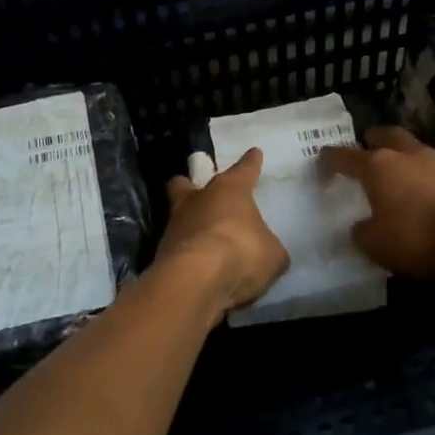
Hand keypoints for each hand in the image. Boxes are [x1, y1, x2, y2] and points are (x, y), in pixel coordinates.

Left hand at [155, 149, 289, 314]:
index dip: (251, 163)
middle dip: (190, 186)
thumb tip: (266, 250)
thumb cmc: (241, 253)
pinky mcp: (162, 253)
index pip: (244, 170)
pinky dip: (187, 255)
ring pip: (179, 216)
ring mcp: (175, 225)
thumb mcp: (272, 254)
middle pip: (186, 185)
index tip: (254, 153)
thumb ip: (268, 247)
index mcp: (230, 189)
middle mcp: (198, 200)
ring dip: (190, 225)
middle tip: (199, 192)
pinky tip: (199, 268)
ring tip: (205, 241)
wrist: (196, 281)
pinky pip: (178, 248)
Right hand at [319, 127, 434, 278]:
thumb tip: (360, 227)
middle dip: (372, 140)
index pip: (344, 156)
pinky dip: (422, 175)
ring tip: (396, 171)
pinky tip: (422, 191)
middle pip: (384, 135)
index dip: (329, 159)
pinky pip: (431, 168)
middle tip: (365, 149)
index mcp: (376, 166)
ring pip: (411, 148)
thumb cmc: (418, 234)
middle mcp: (404, 155)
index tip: (320, 161)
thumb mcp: (378, 245)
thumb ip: (362, 234)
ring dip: (401, 155)